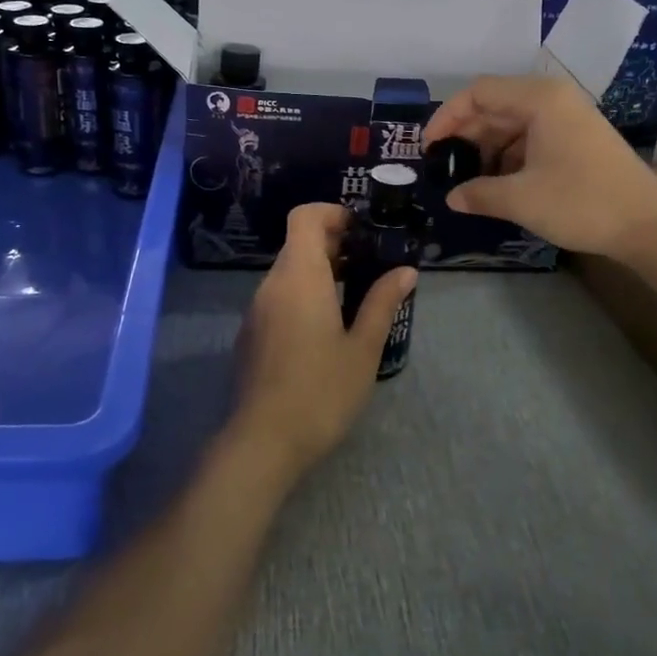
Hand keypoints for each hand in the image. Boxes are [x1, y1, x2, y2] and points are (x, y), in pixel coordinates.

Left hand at [229, 203, 417, 481]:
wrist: (263, 442)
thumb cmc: (321, 391)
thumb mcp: (362, 348)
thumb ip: (382, 303)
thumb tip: (405, 271)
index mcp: (299, 277)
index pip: (304, 217)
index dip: (332, 213)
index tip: (362, 230)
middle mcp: (272, 284)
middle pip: (297, 243)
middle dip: (333, 244)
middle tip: (370, 263)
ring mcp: (256, 310)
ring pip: (287, 272)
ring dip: (319, 271)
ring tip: (355, 294)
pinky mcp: (251, 335)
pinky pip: (278, 297)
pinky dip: (303, 295)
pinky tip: (326, 328)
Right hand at [424, 74, 656, 259]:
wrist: (649, 224)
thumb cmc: (581, 202)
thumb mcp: (521, 199)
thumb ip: (478, 194)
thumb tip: (451, 198)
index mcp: (539, 99)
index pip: (478, 92)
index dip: (447, 117)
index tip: (429, 148)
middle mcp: (553, 99)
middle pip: (495, 106)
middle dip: (466, 135)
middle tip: (443, 167)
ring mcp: (568, 118)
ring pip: (512, 124)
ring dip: (487, 150)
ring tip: (468, 181)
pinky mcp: (577, 139)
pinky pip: (531, 138)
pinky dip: (509, 157)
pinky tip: (498, 185)